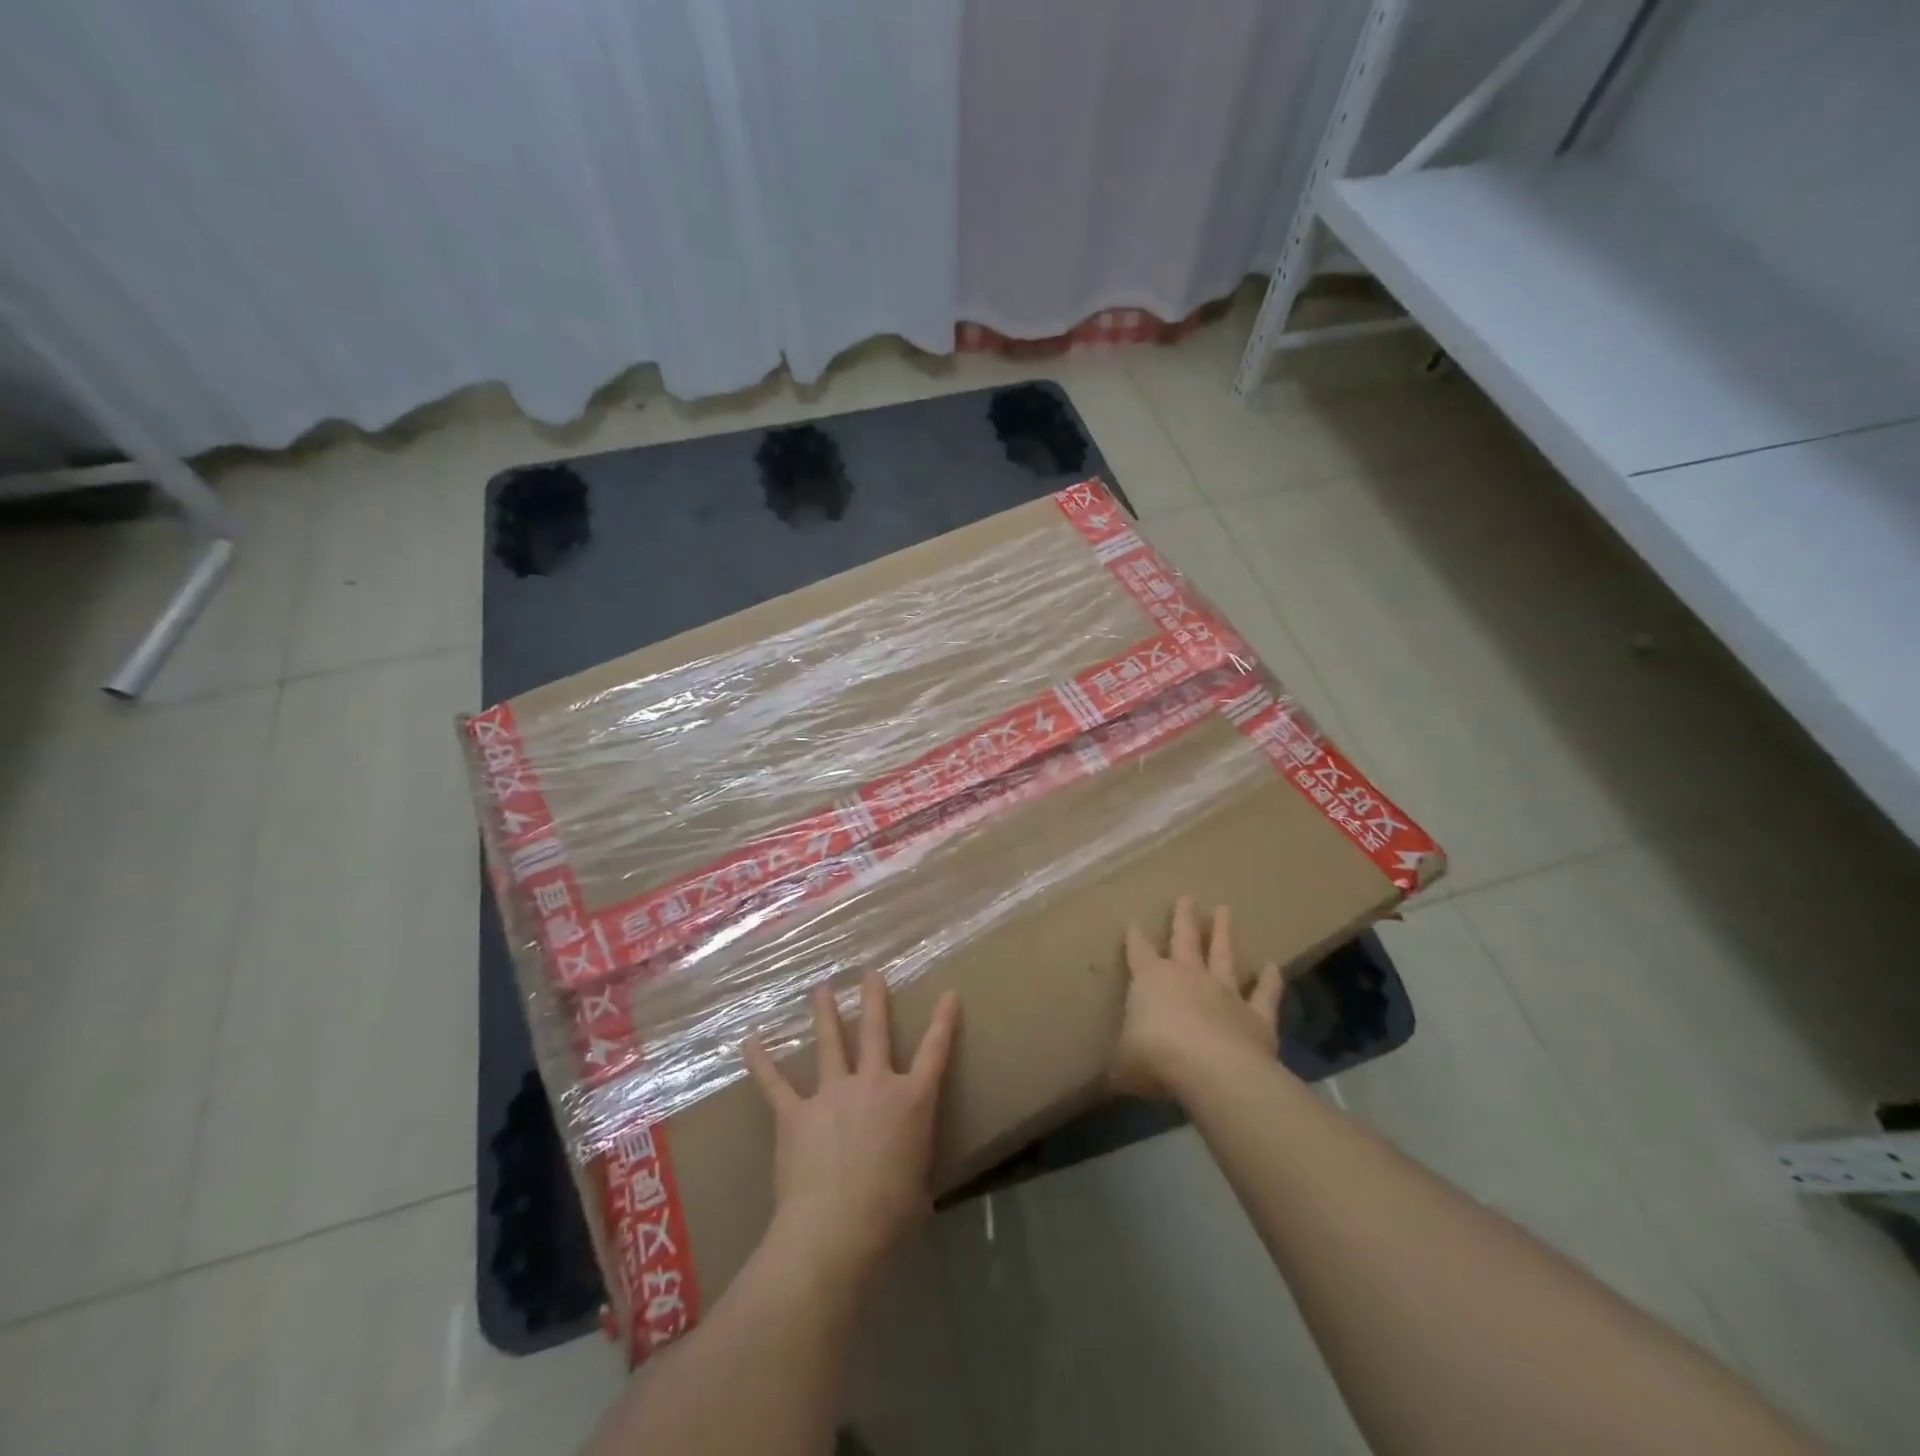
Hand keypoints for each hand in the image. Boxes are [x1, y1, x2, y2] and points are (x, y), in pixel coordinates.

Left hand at [743, 974, 960, 1288]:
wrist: (837, 1228)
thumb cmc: (890, 1215)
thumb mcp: (918, 1187)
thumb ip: (913, 1168)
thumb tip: (909, 1177)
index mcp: (912, 1102)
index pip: (936, 1052)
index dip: (944, 1022)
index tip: (948, 993)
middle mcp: (874, 1085)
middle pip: (876, 1031)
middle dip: (874, 999)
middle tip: (870, 973)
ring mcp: (833, 1094)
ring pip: (830, 1043)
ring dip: (825, 1013)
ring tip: (821, 988)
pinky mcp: (796, 1113)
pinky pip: (774, 1083)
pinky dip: (760, 1061)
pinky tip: (750, 1040)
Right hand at [1111, 896, 1284, 1099]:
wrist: (1214, 1071)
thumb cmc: (1156, 1058)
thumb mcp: (1123, 1063)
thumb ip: (1121, 1061)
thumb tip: (1111, 1072)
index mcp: (1150, 980)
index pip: (1138, 952)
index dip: (1134, 937)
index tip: (1133, 922)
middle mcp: (1188, 977)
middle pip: (1184, 939)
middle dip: (1183, 918)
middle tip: (1187, 897)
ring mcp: (1225, 993)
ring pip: (1223, 955)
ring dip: (1223, 933)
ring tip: (1225, 910)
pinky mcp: (1256, 1015)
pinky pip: (1264, 994)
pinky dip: (1269, 981)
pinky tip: (1273, 967)